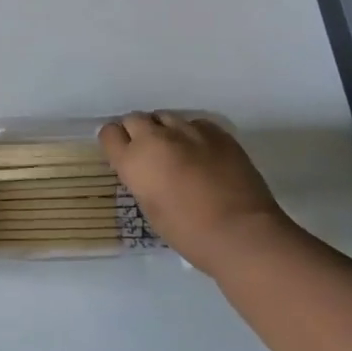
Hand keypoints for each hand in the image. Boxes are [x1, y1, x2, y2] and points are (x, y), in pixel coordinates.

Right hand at [98, 112, 291, 276]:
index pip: (109, 134)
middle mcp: (155, 138)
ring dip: (166, 132)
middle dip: (139, 133)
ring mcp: (187, 130)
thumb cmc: (189, 233)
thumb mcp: (151, 208)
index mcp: (134, 161)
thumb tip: (147, 170)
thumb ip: (142, 180)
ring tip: (179, 153)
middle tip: (151, 154)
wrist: (242, 232)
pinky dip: (193, 135)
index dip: (116, 143)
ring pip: (165, 118)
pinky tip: (204, 154)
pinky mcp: (216, 131)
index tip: (124, 154)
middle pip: (135, 119)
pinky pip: (195, 123)